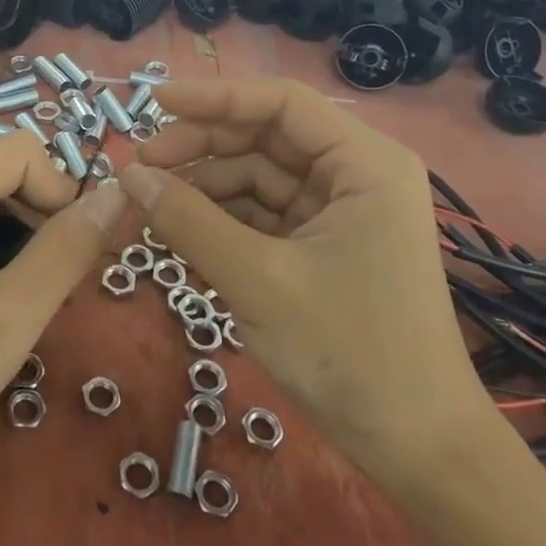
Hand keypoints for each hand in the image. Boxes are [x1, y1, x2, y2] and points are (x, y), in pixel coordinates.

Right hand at [120, 77, 490, 485]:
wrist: (416, 448)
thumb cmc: (349, 353)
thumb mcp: (256, 280)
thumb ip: (188, 220)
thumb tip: (129, 175)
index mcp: (364, 163)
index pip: (281, 103)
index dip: (214, 97)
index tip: (153, 101)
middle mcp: (356, 173)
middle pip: (265, 137)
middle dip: (201, 148)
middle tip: (140, 166)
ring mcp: (341, 210)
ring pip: (259, 176)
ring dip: (205, 187)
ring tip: (150, 204)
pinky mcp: (325, 243)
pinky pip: (263, 213)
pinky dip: (222, 219)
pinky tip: (179, 229)